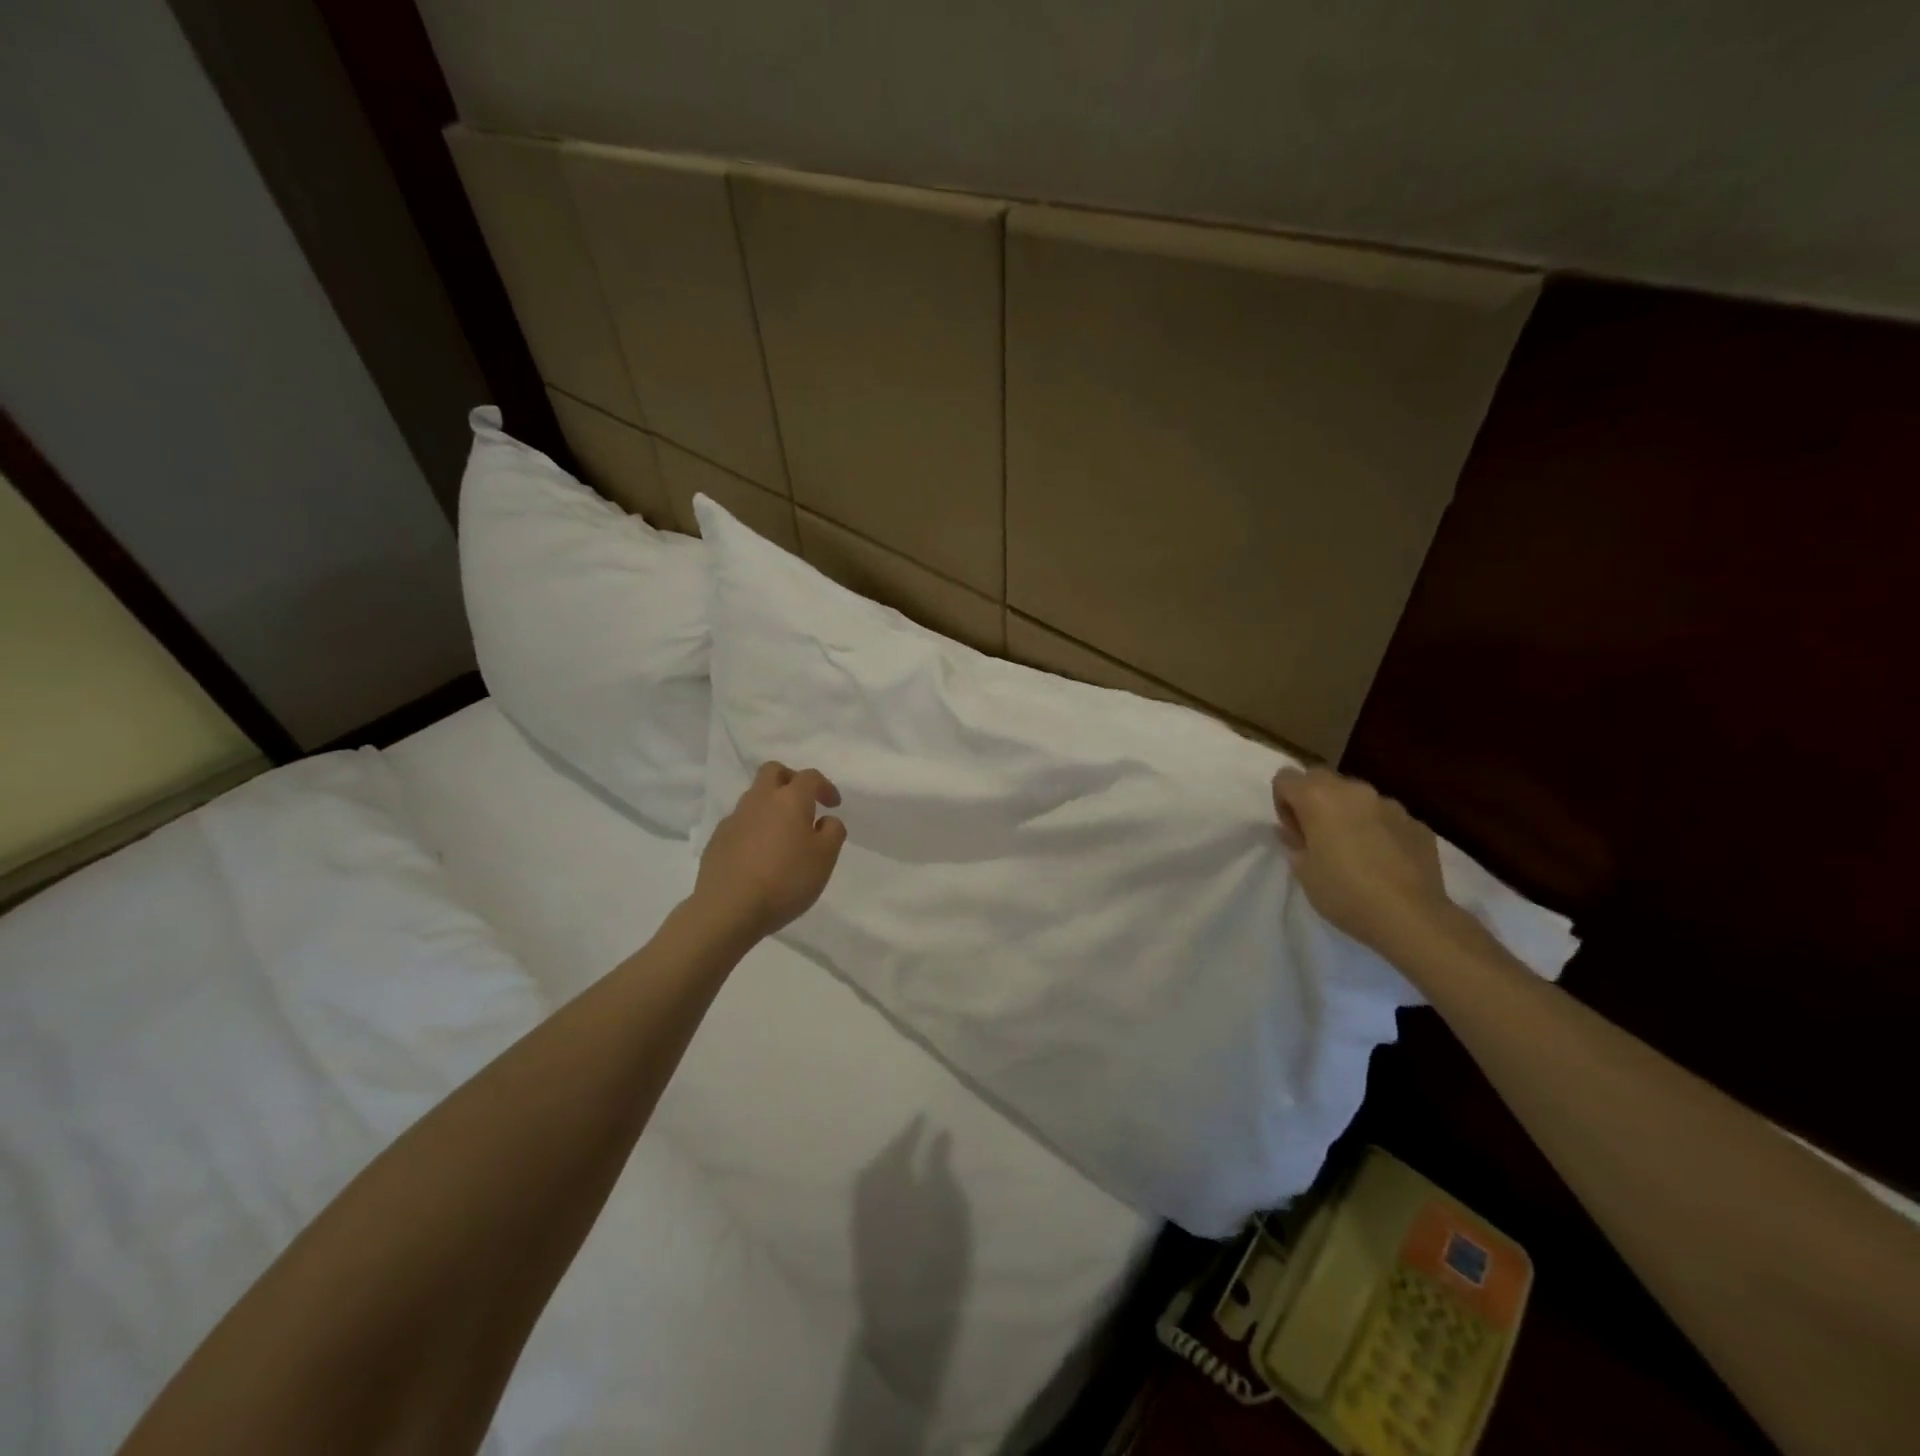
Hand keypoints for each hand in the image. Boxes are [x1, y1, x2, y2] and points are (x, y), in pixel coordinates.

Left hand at [693, 761, 847, 939]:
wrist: (729, 909)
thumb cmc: (786, 881)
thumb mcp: (825, 858)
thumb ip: (832, 831)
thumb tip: (824, 820)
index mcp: (789, 800)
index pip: (809, 777)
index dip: (825, 786)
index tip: (833, 805)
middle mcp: (759, 800)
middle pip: (773, 771)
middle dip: (791, 780)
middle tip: (804, 802)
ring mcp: (734, 819)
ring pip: (754, 797)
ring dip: (771, 806)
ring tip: (783, 835)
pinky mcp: (717, 840)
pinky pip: (740, 822)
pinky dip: (754, 828)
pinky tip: (760, 854)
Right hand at [1271, 766, 1465, 957]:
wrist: (1411, 917)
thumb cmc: (1344, 892)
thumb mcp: (1303, 871)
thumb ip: (1294, 842)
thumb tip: (1293, 831)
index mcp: (1318, 797)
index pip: (1285, 778)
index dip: (1282, 803)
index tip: (1293, 832)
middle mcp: (1354, 790)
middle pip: (1321, 779)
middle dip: (1314, 801)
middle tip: (1318, 837)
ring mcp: (1389, 804)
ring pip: (1357, 797)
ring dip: (1348, 814)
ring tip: (1354, 850)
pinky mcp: (1416, 823)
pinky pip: (1385, 817)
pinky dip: (1377, 829)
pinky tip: (1382, 861)